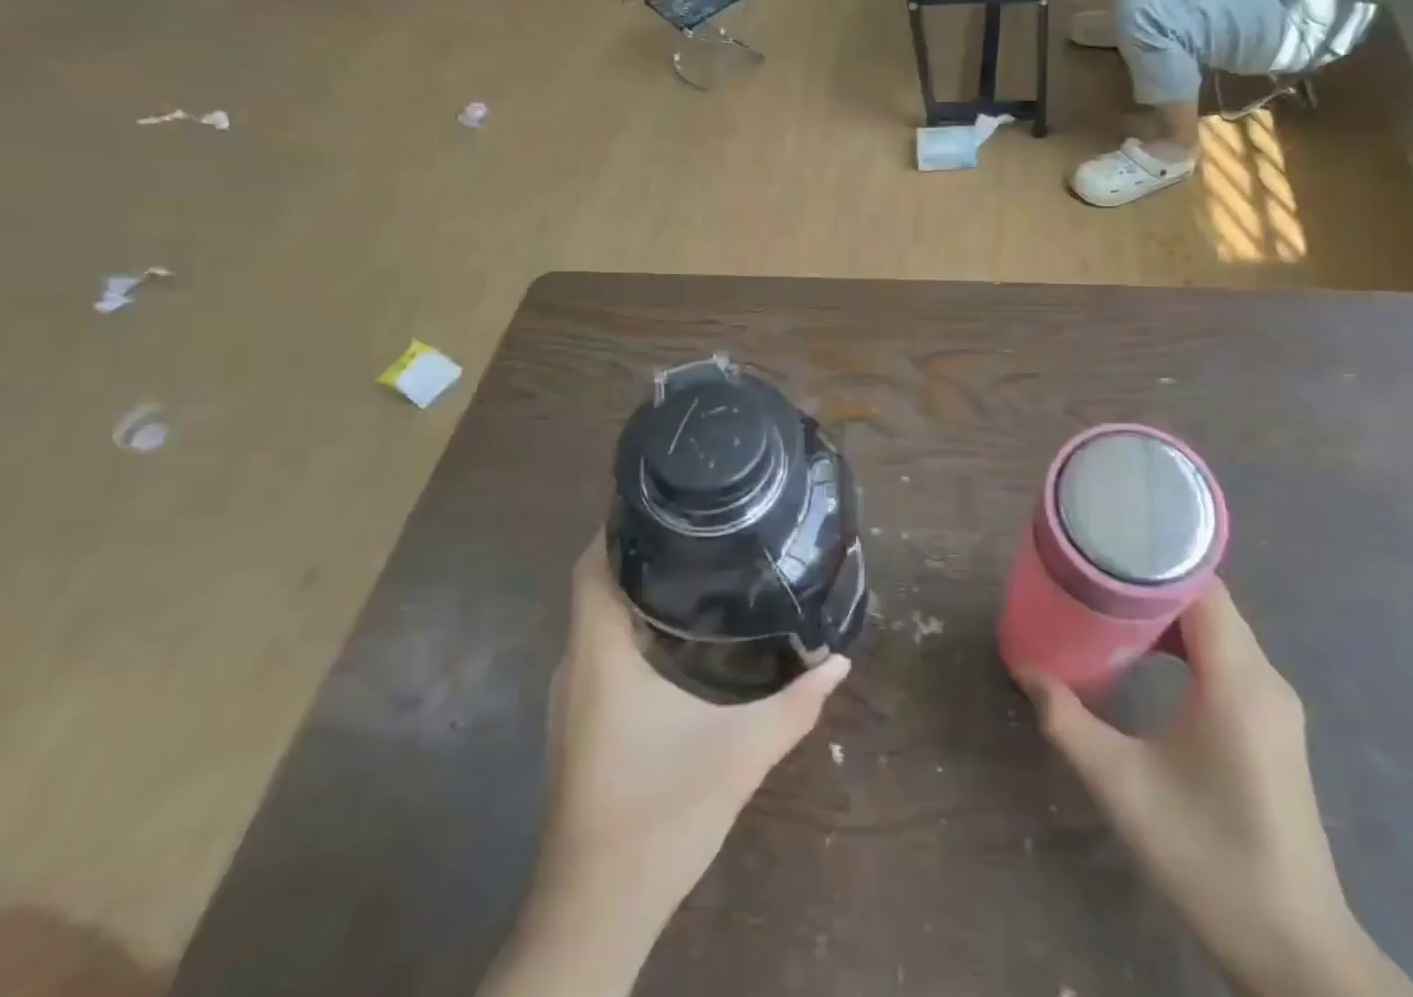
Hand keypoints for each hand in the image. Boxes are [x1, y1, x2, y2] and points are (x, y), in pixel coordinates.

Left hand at [488, 541, 847, 996]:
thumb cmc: (659, 819)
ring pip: (596, 620)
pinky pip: (599, 650)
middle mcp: (576, 668)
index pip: (593, 567)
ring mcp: (571, 700)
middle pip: (596, 585)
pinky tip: (676, 632)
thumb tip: (841, 662)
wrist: (593, 917)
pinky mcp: (578, 725)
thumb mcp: (740, 755)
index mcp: (600, 658)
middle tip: (698, 522)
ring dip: (635, 588)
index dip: (617, 526)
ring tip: (694, 561)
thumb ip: (795, 705)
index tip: (662, 496)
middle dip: (639, 550)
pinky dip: (630, 625)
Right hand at [1022, 584, 1395, 996]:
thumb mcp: (1124, 788)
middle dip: (1152, 584)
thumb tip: (1025, 670)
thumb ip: (1068, 724)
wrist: (1295, 950)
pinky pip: (1229, 657)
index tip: (1105, 548)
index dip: (1155, 562)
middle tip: (1095, 577)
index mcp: (1237, 681)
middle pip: (1210, 602)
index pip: (1202, 588)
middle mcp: (1265, 679)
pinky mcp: (1274, 725)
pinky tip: (1152, 660)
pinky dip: (1189, 643)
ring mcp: (1276, 704)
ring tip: (1113, 610)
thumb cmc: (1208, 859)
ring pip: (1221, 629)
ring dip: (1170, 615)